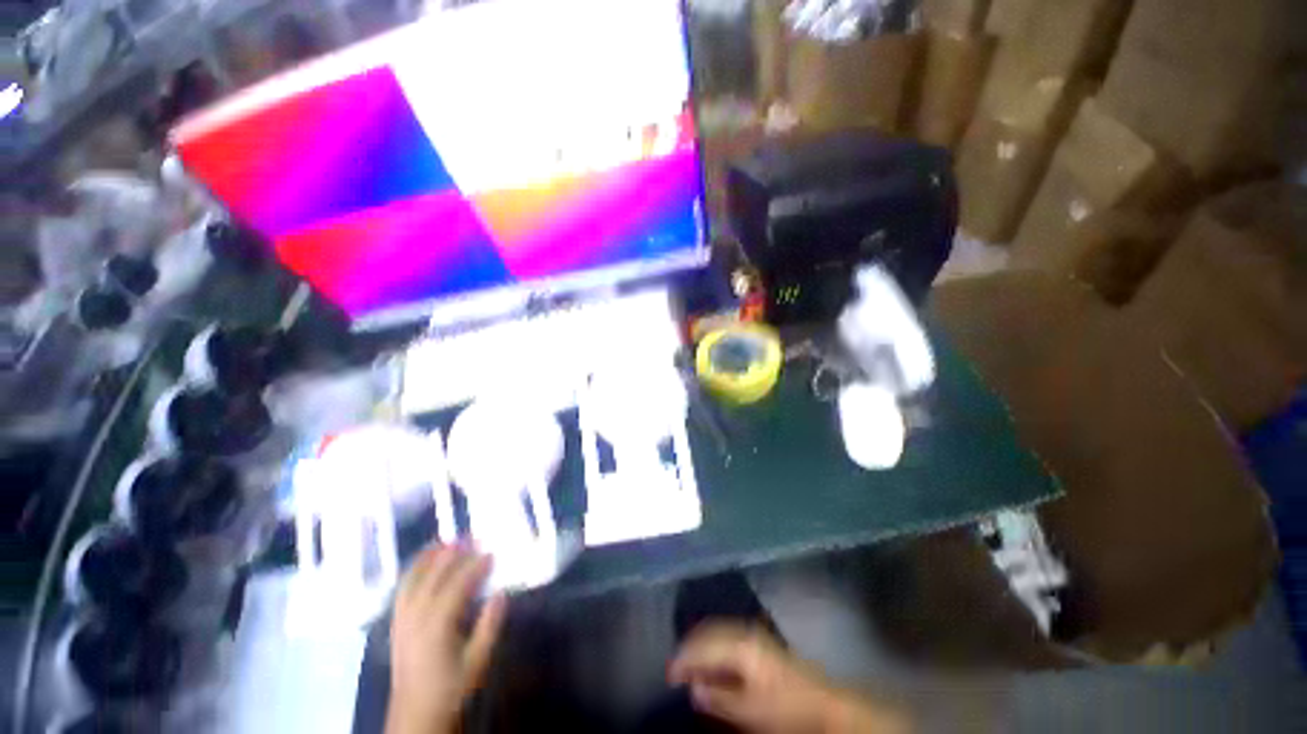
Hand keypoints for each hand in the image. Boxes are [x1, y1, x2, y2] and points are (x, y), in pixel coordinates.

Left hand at [387, 545, 505, 733]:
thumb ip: (490, 626)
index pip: (459, 585)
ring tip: (447, 541)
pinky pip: (402, 589)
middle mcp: (417, 616)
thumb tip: (501, 592)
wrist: (415, 715)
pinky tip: (422, 563)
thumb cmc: (451, 688)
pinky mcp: (396, 623)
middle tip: (473, 538)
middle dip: (454, 554)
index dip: (476, 566)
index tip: (492, 553)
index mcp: (438, 625)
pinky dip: (412, 570)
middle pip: (435, 576)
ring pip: (414, 579)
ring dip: (431, 557)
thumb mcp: (478, 662)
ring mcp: (402, 619)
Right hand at [669, 623, 910, 733]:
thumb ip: (719, 697)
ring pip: (717, 632)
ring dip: (701, 646)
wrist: (823, 703)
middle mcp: (744, 631)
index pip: (703, 645)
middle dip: (690, 648)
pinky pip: (727, 636)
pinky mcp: (759, 641)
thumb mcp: (749, 710)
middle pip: (708, 632)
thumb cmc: (785, 708)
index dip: (684, 658)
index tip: (669, 674)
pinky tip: (711, 662)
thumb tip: (692, 687)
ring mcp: (753, 633)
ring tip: (688, 664)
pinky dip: (714, 646)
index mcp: (741, 645)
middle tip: (675, 668)